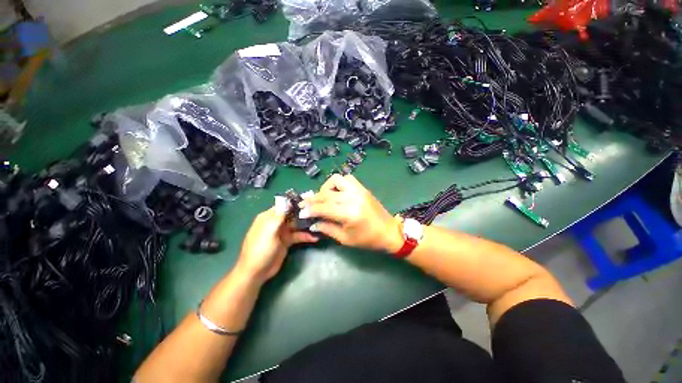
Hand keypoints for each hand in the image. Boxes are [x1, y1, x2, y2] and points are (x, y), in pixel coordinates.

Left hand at [236, 199, 317, 282]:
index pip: (284, 205)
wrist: (256, 272)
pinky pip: (298, 236)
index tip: (310, 200)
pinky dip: (305, 236)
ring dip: (307, 225)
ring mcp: (282, 232)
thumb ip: (279, 215)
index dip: (296, 202)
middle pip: (292, 214)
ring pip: (297, 225)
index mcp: (268, 217)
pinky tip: (315, 237)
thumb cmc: (261, 249)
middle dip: (304, 213)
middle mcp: (276, 222)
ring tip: (320, 224)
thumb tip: (288, 200)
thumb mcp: (269, 231)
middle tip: (319, 212)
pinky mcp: (287, 241)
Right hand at [300, 174, 402, 252]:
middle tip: (305, 204)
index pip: (323, 208)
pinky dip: (338, 183)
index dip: (310, 209)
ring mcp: (359, 190)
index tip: (301, 211)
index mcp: (349, 214)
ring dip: (326, 187)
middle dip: (313, 199)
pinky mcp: (363, 188)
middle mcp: (353, 198)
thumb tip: (313, 222)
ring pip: (336, 180)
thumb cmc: (368, 239)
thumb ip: (327, 228)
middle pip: (327, 194)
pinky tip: (336, 192)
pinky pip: (347, 179)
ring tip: (322, 197)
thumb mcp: (345, 239)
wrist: (389, 231)